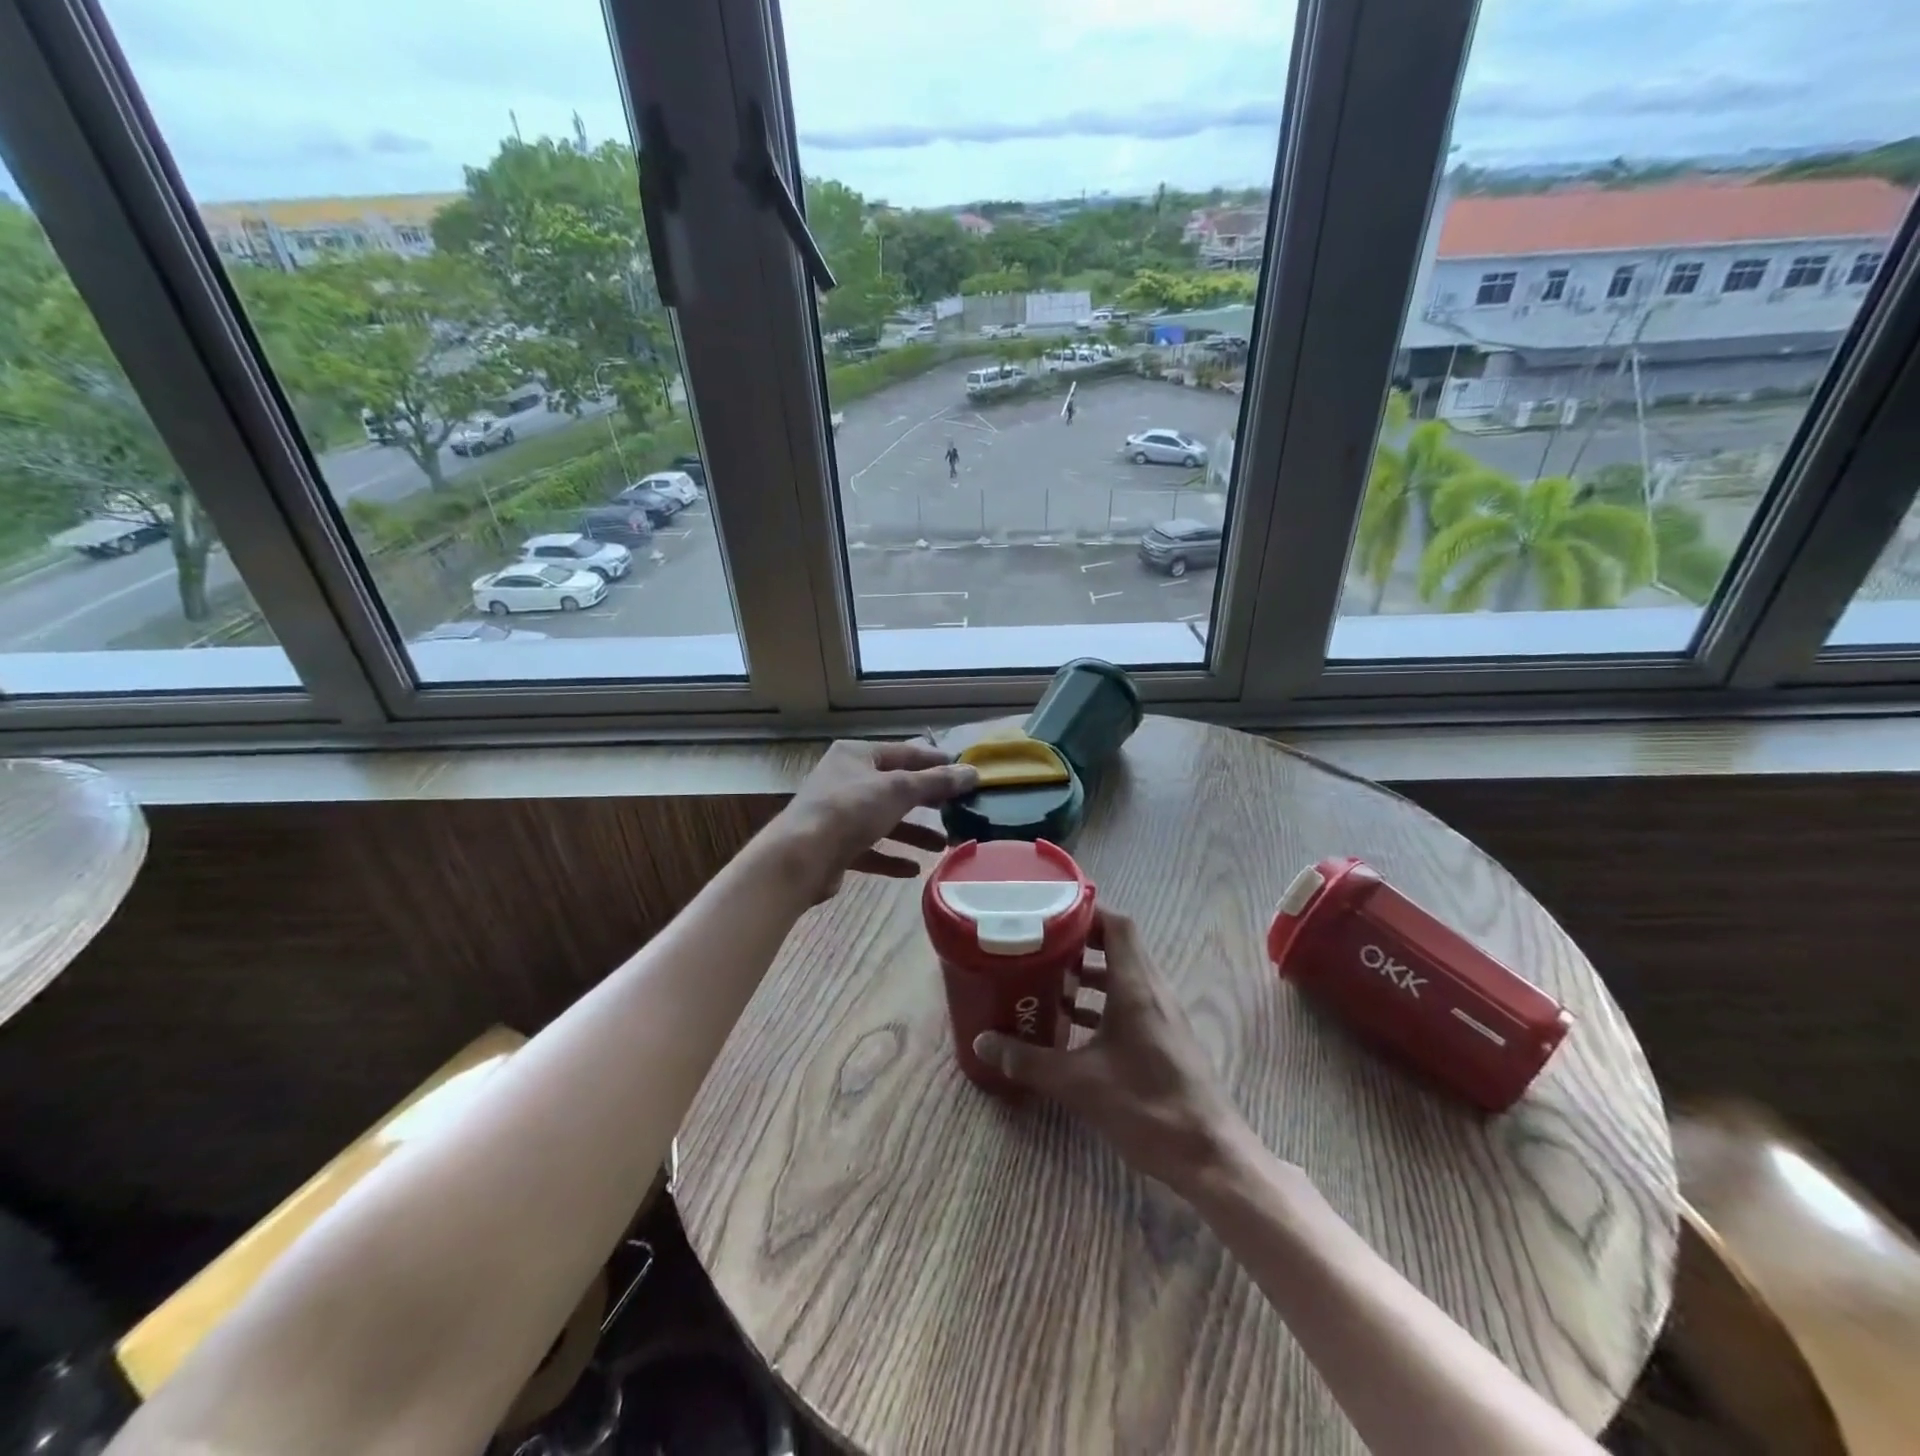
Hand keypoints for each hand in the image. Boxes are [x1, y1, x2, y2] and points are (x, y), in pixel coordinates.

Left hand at [765, 739, 978, 903]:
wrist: (800, 857)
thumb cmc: (850, 810)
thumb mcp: (899, 790)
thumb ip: (936, 782)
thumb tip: (972, 772)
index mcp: (856, 755)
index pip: (904, 753)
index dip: (936, 762)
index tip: (965, 772)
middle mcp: (846, 780)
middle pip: (895, 787)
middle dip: (927, 802)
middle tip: (958, 810)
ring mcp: (838, 814)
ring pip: (885, 820)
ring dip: (914, 833)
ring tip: (944, 845)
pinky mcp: (835, 846)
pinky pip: (870, 849)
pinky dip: (892, 857)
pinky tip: (914, 869)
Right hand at [974, 910, 1247, 1191]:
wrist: (1209, 1156)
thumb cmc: (1146, 1107)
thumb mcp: (1079, 1083)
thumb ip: (1029, 1061)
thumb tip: (982, 1042)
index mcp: (1136, 987)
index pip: (1117, 925)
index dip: (1086, 911)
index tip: (1050, 912)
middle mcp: (1152, 990)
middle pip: (1118, 945)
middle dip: (1079, 941)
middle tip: (1040, 944)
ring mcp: (1162, 1015)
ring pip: (1124, 975)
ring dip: (1090, 972)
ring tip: (1049, 979)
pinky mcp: (1164, 1038)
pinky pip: (1130, 1001)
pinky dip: (1102, 1001)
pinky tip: (1072, 1024)